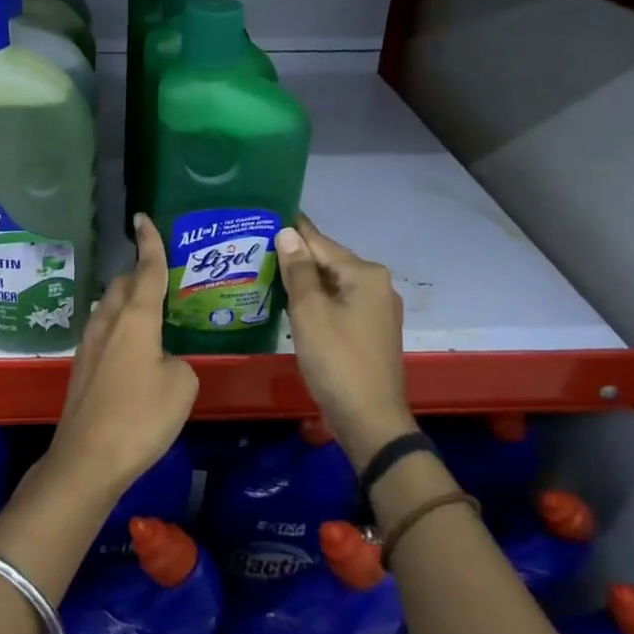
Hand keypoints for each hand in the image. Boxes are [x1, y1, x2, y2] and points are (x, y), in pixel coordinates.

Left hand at [49, 214, 197, 496]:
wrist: (88, 458)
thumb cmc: (140, 417)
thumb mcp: (181, 386)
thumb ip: (178, 361)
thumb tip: (163, 360)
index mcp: (135, 318)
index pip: (146, 270)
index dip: (150, 244)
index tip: (144, 218)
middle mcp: (107, 322)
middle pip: (122, 285)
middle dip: (138, 274)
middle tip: (161, 277)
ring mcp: (89, 345)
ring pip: (109, 308)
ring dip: (127, 302)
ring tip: (150, 313)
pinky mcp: (81, 368)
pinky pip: (104, 332)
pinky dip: (120, 328)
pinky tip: (134, 349)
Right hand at [275, 214, 410, 465]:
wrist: (369, 418)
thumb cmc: (337, 360)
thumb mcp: (310, 312)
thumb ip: (298, 271)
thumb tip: (287, 233)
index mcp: (365, 274)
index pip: (321, 243)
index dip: (293, 231)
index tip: (268, 214)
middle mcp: (376, 285)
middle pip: (329, 263)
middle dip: (296, 257)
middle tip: (257, 247)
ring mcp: (376, 310)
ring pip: (332, 285)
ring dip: (304, 280)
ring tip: (266, 270)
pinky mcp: (370, 330)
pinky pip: (338, 304)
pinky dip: (316, 300)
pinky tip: (290, 302)